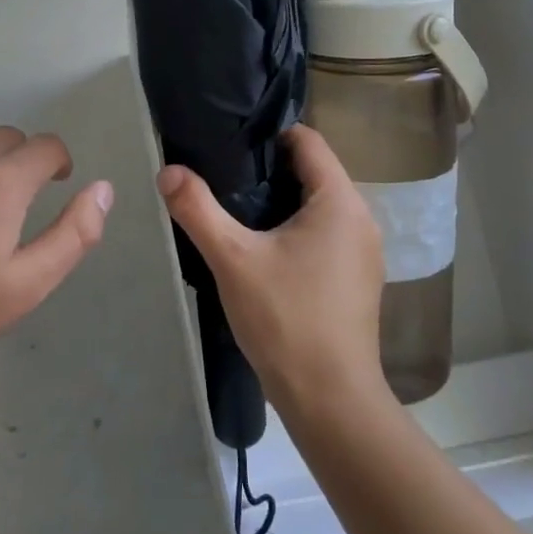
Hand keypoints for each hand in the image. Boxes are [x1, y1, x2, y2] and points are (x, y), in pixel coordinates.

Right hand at [157, 125, 386, 413]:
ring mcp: (363, 252)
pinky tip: (263, 250)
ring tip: (236, 211)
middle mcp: (361, 219)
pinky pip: (325, 234)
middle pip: (313, 172)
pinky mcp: (357, 279)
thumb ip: (198, 209)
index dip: (270, 134)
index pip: (309, 141)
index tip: (230, 143)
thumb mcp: (233, 258)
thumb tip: (168, 170)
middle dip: (269, 169)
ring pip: (318, 206)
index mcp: (340, 201)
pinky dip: (296, 230)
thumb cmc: (286, 319)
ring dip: (281, 202)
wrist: (330, 399)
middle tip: (223, 176)